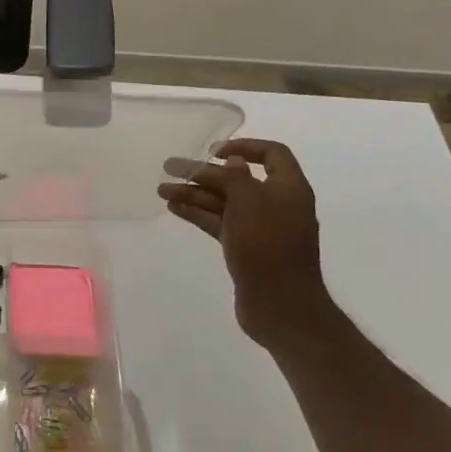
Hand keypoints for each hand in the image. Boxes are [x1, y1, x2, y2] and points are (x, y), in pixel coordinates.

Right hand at [158, 138, 342, 346]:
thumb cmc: (268, 248)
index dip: (244, 146)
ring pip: (224, 202)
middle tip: (169, 167)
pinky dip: (198, 214)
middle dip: (203, 172)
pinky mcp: (245, 247)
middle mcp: (275, 204)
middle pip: (238, 179)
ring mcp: (260, 227)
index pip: (271, 154)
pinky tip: (174, 208)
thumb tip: (233, 159)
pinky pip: (220, 222)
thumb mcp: (251, 204)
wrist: (280, 306)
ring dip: (194, 193)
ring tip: (161, 190)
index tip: (213, 151)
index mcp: (288, 188)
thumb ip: (238, 178)